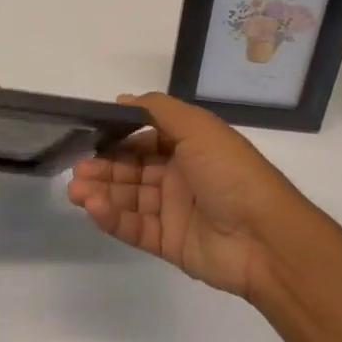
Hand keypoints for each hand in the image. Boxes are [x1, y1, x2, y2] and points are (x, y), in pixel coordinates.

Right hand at [67, 92, 304, 297]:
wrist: (266, 237)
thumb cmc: (231, 173)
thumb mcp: (198, 127)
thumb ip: (158, 109)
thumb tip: (123, 99)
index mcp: (189, 146)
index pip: (145, 139)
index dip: (118, 138)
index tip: (91, 137)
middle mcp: (180, 175)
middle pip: (133, 169)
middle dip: (104, 168)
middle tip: (77, 169)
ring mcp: (174, 210)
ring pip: (129, 198)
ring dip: (102, 192)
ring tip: (76, 191)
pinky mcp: (170, 242)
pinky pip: (135, 227)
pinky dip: (112, 218)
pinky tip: (93, 208)